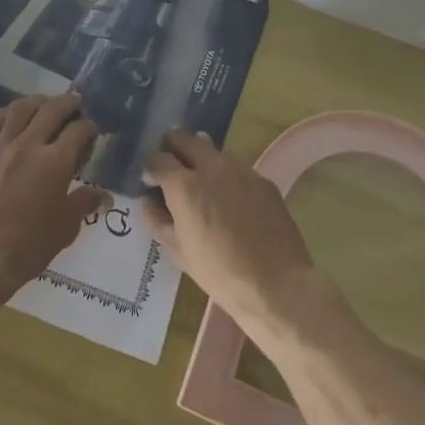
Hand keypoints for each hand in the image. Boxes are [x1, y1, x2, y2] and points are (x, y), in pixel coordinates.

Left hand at [0, 92, 107, 308]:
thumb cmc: (29, 245)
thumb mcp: (66, 227)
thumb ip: (84, 203)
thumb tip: (104, 195)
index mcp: (55, 162)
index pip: (78, 131)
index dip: (89, 127)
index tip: (92, 131)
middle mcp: (29, 145)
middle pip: (51, 110)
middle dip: (68, 103)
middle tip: (75, 103)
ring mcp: (0, 147)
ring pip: (20, 109)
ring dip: (37, 101)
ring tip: (45, 102)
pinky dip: (7, 113)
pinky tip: (13, 114)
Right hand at [142, 129, 316, 336]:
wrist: (277, 286)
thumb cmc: (220, 273)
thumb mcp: (179, 252)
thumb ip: (158, 221)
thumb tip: (147, 202)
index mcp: (185, 185)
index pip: (158, 158)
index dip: (150, 167)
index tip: (150, 181)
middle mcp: (212, 168)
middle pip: (185, 139)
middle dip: (173, 147)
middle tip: (171, 166)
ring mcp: (241, 171)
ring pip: (213, 151)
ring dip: (201, 159)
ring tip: (202, 184)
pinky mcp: (264, 181)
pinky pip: (237, 169)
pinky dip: (226, 176)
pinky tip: (230, 200)